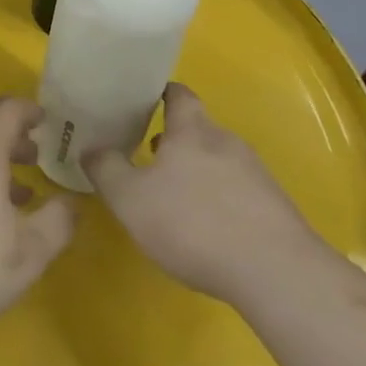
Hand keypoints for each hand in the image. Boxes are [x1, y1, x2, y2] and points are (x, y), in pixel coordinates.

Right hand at [82, 82, 319, 303]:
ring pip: (218, 162)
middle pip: (198, 130)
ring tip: (175, 198)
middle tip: (148, 157)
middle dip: (174, 141)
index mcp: (192, 130)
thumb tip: (89, 148)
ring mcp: (256, 174)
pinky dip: (220, 200)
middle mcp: (226, 142)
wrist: (276, 273)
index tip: (141, 101)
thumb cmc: (193, 224)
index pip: (178, 94)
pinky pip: (239, 192)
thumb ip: (105, 169)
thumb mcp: (130, 199)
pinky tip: (208, 229)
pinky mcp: (275, 208)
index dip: (160, 93)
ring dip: (197, 173)